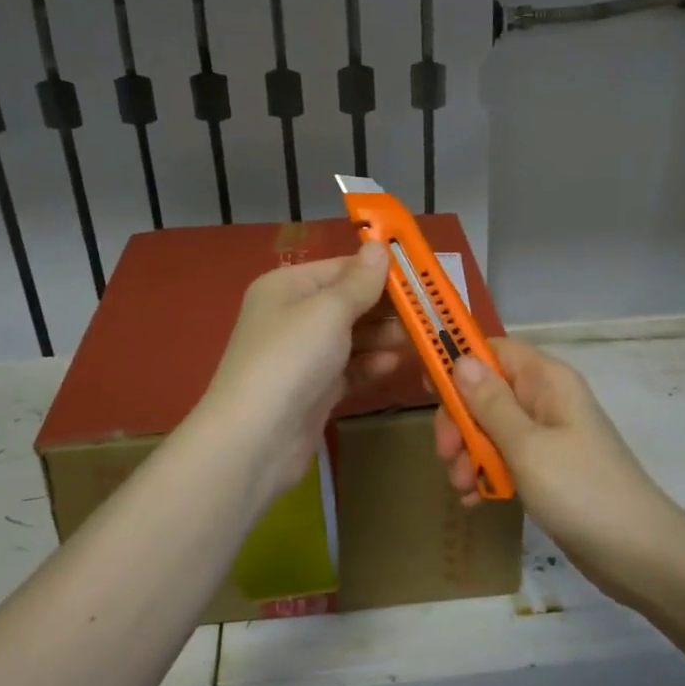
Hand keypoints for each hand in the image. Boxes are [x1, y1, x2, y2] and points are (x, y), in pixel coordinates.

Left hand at [195, 242, 406, 503]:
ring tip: (419, 338)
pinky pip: (348, 368)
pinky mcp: (313, 390)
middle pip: (348, 302)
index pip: (341, 267)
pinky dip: (370, 364)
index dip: (379, 270)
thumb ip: (360, 281)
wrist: (256, 439)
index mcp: (287, 286)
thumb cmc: (291, 358)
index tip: (421, 276)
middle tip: (428, 311)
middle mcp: (292, 316)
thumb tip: (378, 246)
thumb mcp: (328, 310)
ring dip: (383, 336)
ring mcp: (302, 355)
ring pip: (352, 337)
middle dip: (386, 306)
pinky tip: (395, 364)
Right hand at [434, 339, 684, 589]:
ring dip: (469, 454)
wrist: (638, 554)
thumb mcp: (526, 445)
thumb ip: (490, 402)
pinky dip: (487, 474)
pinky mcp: (546, 468)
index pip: (494, 350)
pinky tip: (476, 501)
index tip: (429, 392)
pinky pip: (505, 458)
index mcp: (546, 381)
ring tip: (463, 488)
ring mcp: (547, 435)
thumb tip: (460, 359)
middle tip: (447, 456)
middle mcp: (546, 400)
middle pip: (485, 393)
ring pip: (490, 428)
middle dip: (460, 423)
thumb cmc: (580, 490)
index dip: (458, 363)